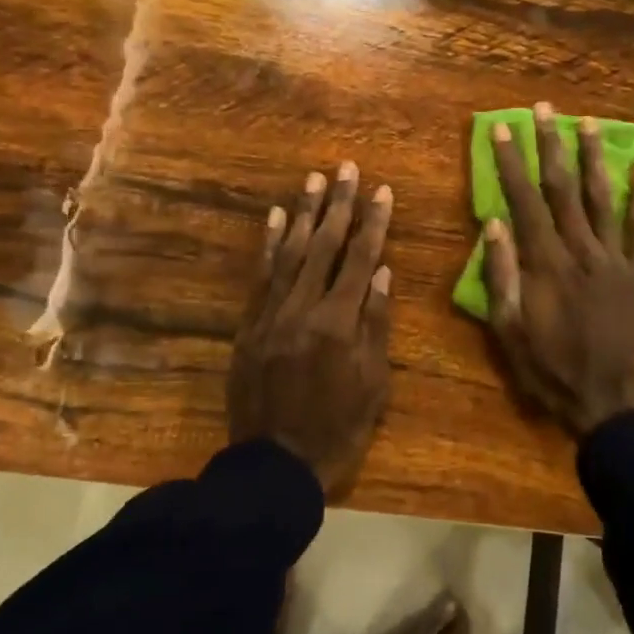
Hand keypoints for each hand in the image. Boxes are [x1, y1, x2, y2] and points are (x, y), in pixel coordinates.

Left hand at [229, 162, 392, 497]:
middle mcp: (303, 308)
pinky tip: (277, 218)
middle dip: (339, 205)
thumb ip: (377, 324)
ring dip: (304, 214)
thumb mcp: (374, 383)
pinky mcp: (249, 326)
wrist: (275, 464)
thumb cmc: (338, 428)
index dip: (374, 223)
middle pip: (325, 246)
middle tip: (346, 169)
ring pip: (290, 253)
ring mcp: (271, 314)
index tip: (382, 191)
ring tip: (314, 180)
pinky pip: (260, 277)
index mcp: (339, 323)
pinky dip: (270, 245)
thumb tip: (384, 273)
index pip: (361, 259)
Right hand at [482, 103, 633, 435]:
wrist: (606, 398)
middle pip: (562, 189)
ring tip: (588, 123)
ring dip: (593, 158)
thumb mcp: (508, 330)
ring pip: (601, 199)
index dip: (511, 164)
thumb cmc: (548, 368)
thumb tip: (494, 224)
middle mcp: (580, 250)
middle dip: (550, 146)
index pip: (524, 202)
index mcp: (545, 264)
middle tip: (543, 110)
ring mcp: (613, 259)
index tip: (501, 131)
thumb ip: (501, 275)